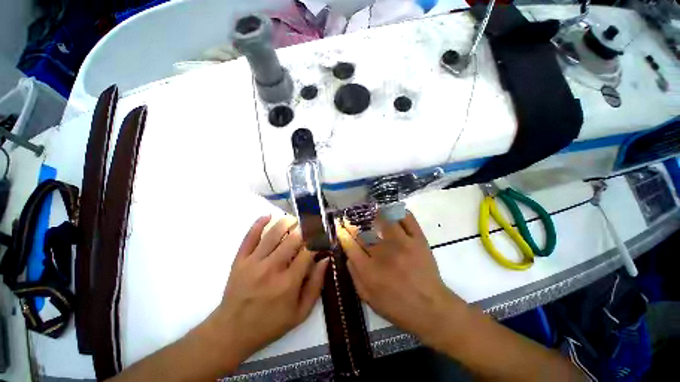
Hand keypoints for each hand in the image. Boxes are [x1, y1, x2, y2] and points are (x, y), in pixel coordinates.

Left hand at [209, 215, 328, 361]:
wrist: (231, 331)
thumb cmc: (270, 324)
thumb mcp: (300, 313)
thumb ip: (316, 285)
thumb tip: (325, 259)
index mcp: (288, 282)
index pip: (308, 251)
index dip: (318, 240)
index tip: (322, 236)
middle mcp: (272, 268)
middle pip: (293, 238)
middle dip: (305, 229)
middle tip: (311, 226)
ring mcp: (253, 262)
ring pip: (273, 233)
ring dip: (287, 222)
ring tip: (295, 220)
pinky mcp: (240, 260)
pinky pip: (250, 236)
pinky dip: (259, 223)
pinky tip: (268, 216)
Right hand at [338, 212, 464, 346]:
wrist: (431, 309)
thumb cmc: (397, 307)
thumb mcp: (368, 298)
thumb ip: (355, 275)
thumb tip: (348, 255)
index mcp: (369, 270)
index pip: (350, 245)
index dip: (343, 233)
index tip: (341, 226)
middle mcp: (383, 253)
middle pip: (364, 232)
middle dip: (355, 223)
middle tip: (352, 218)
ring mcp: (402, 244)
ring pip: (385, 220)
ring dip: (376, 214)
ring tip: (372, 211)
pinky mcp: (418, 240)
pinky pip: (407, 219)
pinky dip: (399, 212)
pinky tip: (393, 211)